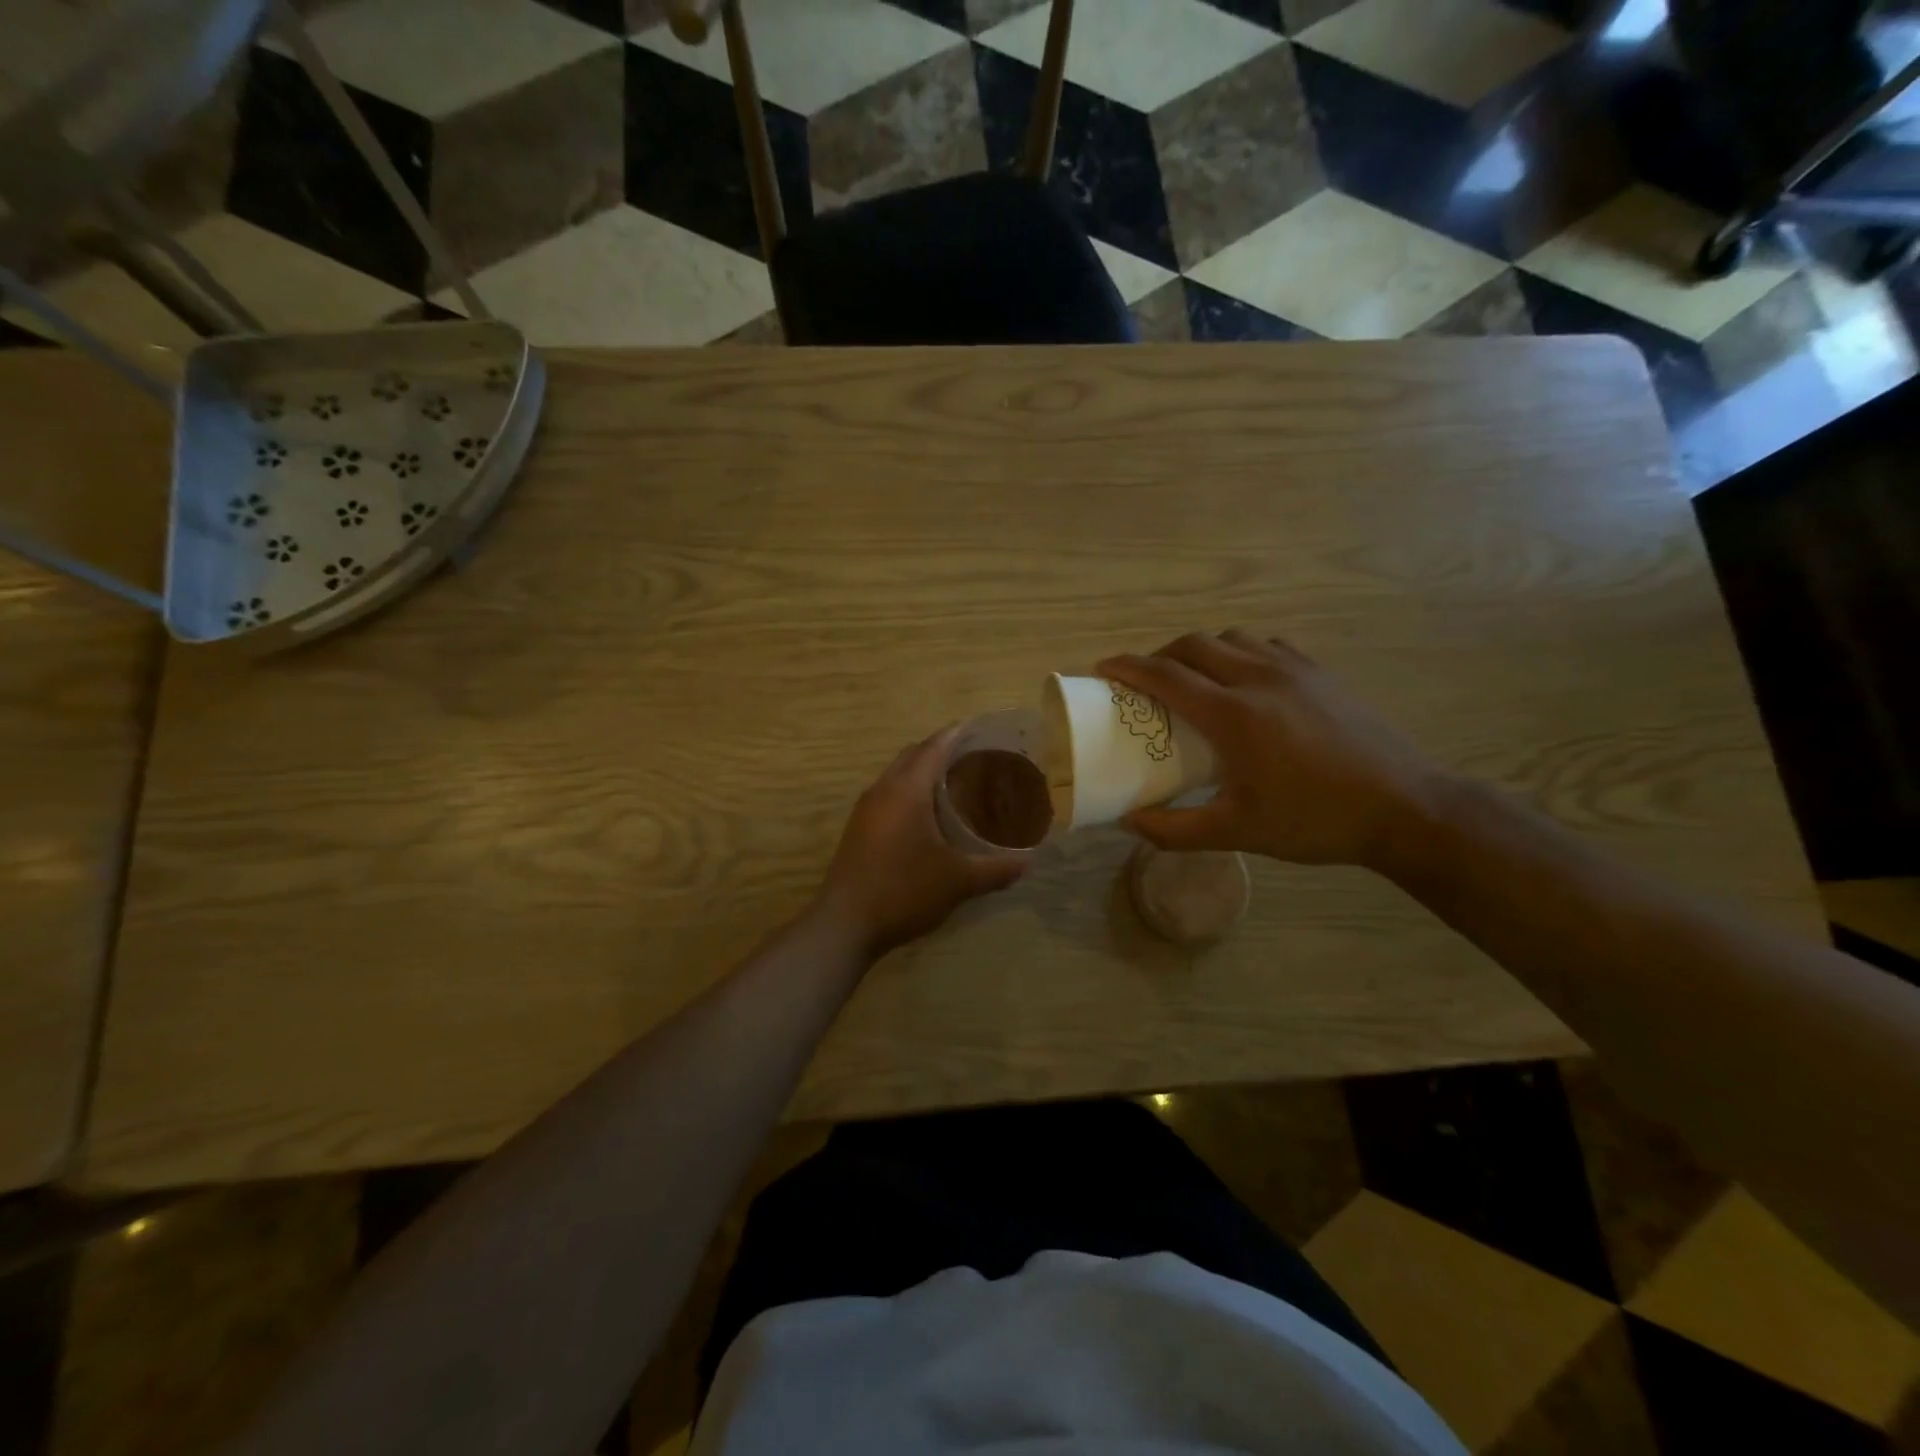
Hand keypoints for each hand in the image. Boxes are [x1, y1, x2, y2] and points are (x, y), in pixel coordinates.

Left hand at [813, 727, 1027, 956]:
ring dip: (923, 770)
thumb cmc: (903, 892)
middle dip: (942, 749)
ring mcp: (866, 809)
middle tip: (975, 756)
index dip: (958, 734)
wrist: (845, 924)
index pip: (935, 747)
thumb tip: (1028, 864)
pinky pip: (888, 794)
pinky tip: (928, 815)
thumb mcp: (958, 882)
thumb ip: (996, 870)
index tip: (982, 727)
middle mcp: (883, 790)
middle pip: (913, 754)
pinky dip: (910, 791)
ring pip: (897, 774)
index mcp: (907, 790)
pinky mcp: (859, 828)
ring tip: (955, 782)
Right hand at [1097, 631, 1449, 869]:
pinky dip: (1240, 652)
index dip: (1127, 667)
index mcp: (1233, 715)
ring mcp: (1294, 670)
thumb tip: (1129, 822)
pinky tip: (1244, 679)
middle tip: (1145, 681)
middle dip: (1159, 655)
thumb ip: (1175, 829)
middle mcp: (1258, 679)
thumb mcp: (1237, 832)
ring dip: (1200, 650)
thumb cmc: (1314, 820)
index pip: (1165, 675)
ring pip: (1231, 638)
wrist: (1404, 807)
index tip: (1102, 668)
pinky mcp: (1320, 673)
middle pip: (1194, 644)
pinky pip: (1266, 645)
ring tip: (1192, 677)